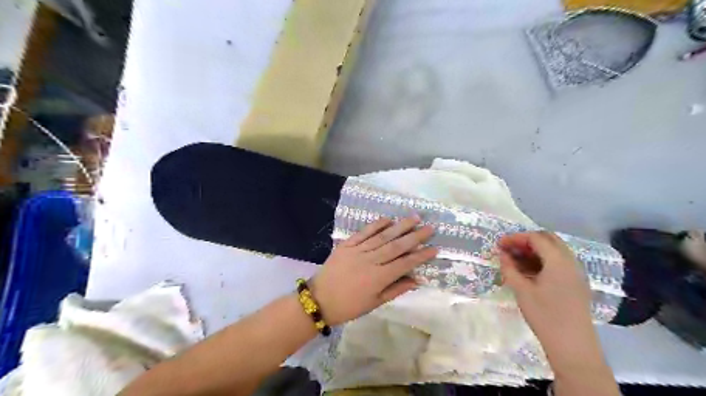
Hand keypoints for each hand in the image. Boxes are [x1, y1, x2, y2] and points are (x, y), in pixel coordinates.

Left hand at [311, 216, 439, 324]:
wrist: (319, 299)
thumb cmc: (349, 306)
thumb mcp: (375, 303)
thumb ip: (396, 290)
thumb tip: (417, 280)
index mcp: (378, 278)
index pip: (405, 264)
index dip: (421, 256)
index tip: (435, 248)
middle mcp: (370, 261)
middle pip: (397, 246)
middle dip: (415, 236)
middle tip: (430, 227)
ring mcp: (358, 250)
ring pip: (382, 236)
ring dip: (399, 226)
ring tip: (414, 218)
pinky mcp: (346, 245)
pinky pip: (363, 232)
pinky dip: (376, 225)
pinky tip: (388, 219)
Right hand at [495, 232, 600, 366]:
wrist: (573, 346)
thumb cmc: (545, 316)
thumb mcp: (521, 290)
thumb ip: (510, 269)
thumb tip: (502, 254)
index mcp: (558, 261)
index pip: (535, 238)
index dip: (515, 238)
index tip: (499, 245)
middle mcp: (570, 262)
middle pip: (548, 239)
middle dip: (526, 241)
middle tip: (508, 250)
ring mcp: (576, 273)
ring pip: (554, 251)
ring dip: (534, 251)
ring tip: (515, 261)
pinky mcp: (576, 283)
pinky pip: (559, 262)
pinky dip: (543, 260)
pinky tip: (529, 272)